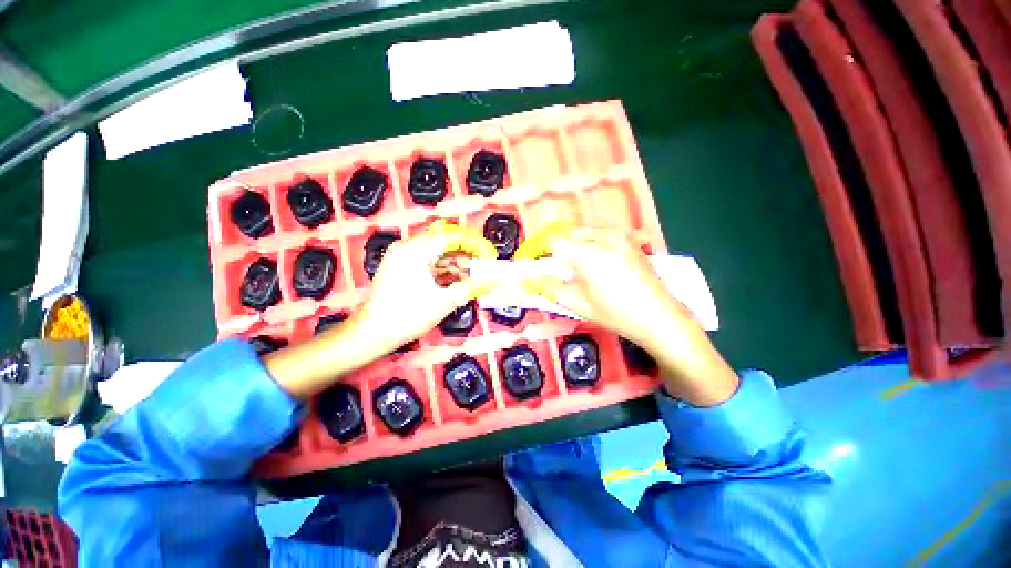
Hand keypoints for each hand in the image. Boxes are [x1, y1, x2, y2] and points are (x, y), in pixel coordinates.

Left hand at [264, 223, 494, 398]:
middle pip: (445, 242)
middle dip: (467, 254)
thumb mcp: (444, 302)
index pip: (453, 236)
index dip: (475, 244)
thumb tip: (495, 280)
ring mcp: (404, 257)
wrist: (372, 334)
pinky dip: (445, 270)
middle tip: (484, 266)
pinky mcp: (402, 267)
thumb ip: (472, 287)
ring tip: (474, 277)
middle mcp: (408, 247)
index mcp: (416, 250)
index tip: (491, 256)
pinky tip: (458, 281)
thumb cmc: (408, 316)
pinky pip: (429, 262)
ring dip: (457, 263)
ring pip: (438, 253)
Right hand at [517, 227, 683, 346]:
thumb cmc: (615, 314)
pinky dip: (592, 243)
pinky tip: (598, 262)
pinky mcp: (631, 240)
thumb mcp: (577, 303)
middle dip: (558, 248)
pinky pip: (602, 234)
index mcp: (587, 253)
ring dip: (575, 244)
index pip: (552, 242)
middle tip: (556, 268)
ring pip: (585, 231)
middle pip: (569, 233)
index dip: (539, 251)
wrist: (659, 317)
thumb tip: (530, 281)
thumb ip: (550, 288)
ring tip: (576, 266)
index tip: (533, 262)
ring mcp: (620, 236)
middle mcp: (603, 237)